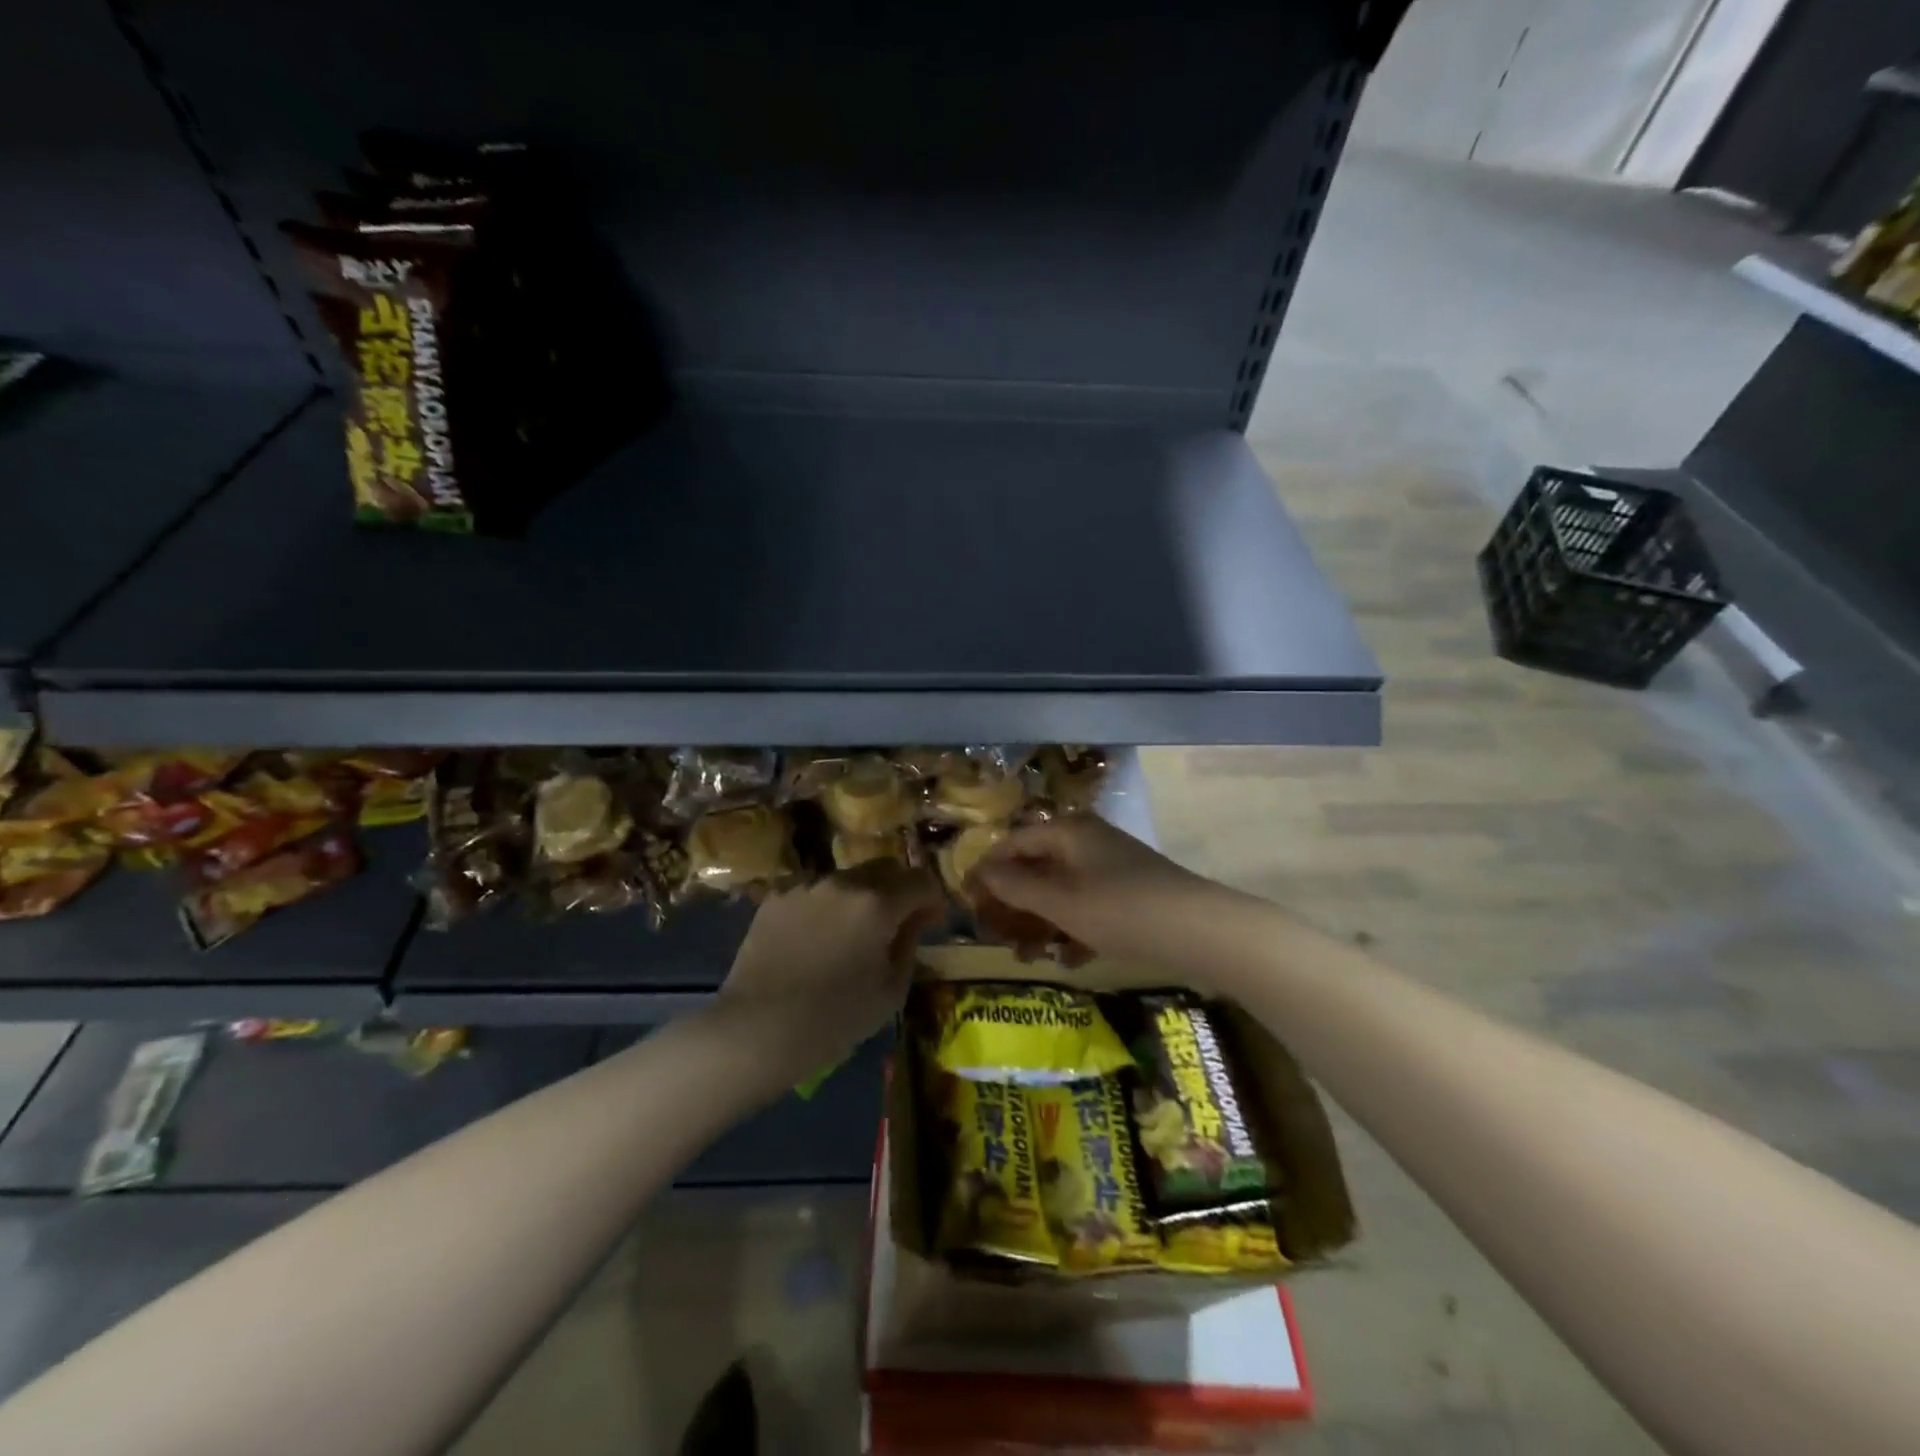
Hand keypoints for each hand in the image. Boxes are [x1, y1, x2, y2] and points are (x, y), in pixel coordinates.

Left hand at [709, 863, 944, 1094]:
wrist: (757, 1030)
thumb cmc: (834, 1018)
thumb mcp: (890, 991)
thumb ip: (910, 944)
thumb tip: (916, 920)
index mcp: (878, 902)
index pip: (921, 880)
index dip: (933, 899)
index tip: (930, 922)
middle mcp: (843, 882)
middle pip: (885, 869)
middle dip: (899, 891)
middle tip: (896, 924)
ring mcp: (806, 886)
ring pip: (848, 879)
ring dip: (861, 897)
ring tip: (851, 934)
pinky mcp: (776, 898)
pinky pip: (815, 892)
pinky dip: (826, 907)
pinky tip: (816, 939)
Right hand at [968, 815, 1225, 966]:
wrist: (1201, 931)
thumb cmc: (1121, 910)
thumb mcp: (1061, 901)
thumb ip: (1017, 885)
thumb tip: (980, 871)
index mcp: (1067, 831)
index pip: (1012, 843)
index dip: (986, 871)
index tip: (966, 903)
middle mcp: (1086, 842)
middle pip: (1036, 868)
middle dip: (1014, 904)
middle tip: (996, 937)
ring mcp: (1109, 868)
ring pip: (1061, 892)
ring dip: (1040, 923)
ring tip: (1029, 957)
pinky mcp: (1128, 895)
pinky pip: (1087, 908)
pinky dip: (1073, 930)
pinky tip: (1070, 960)